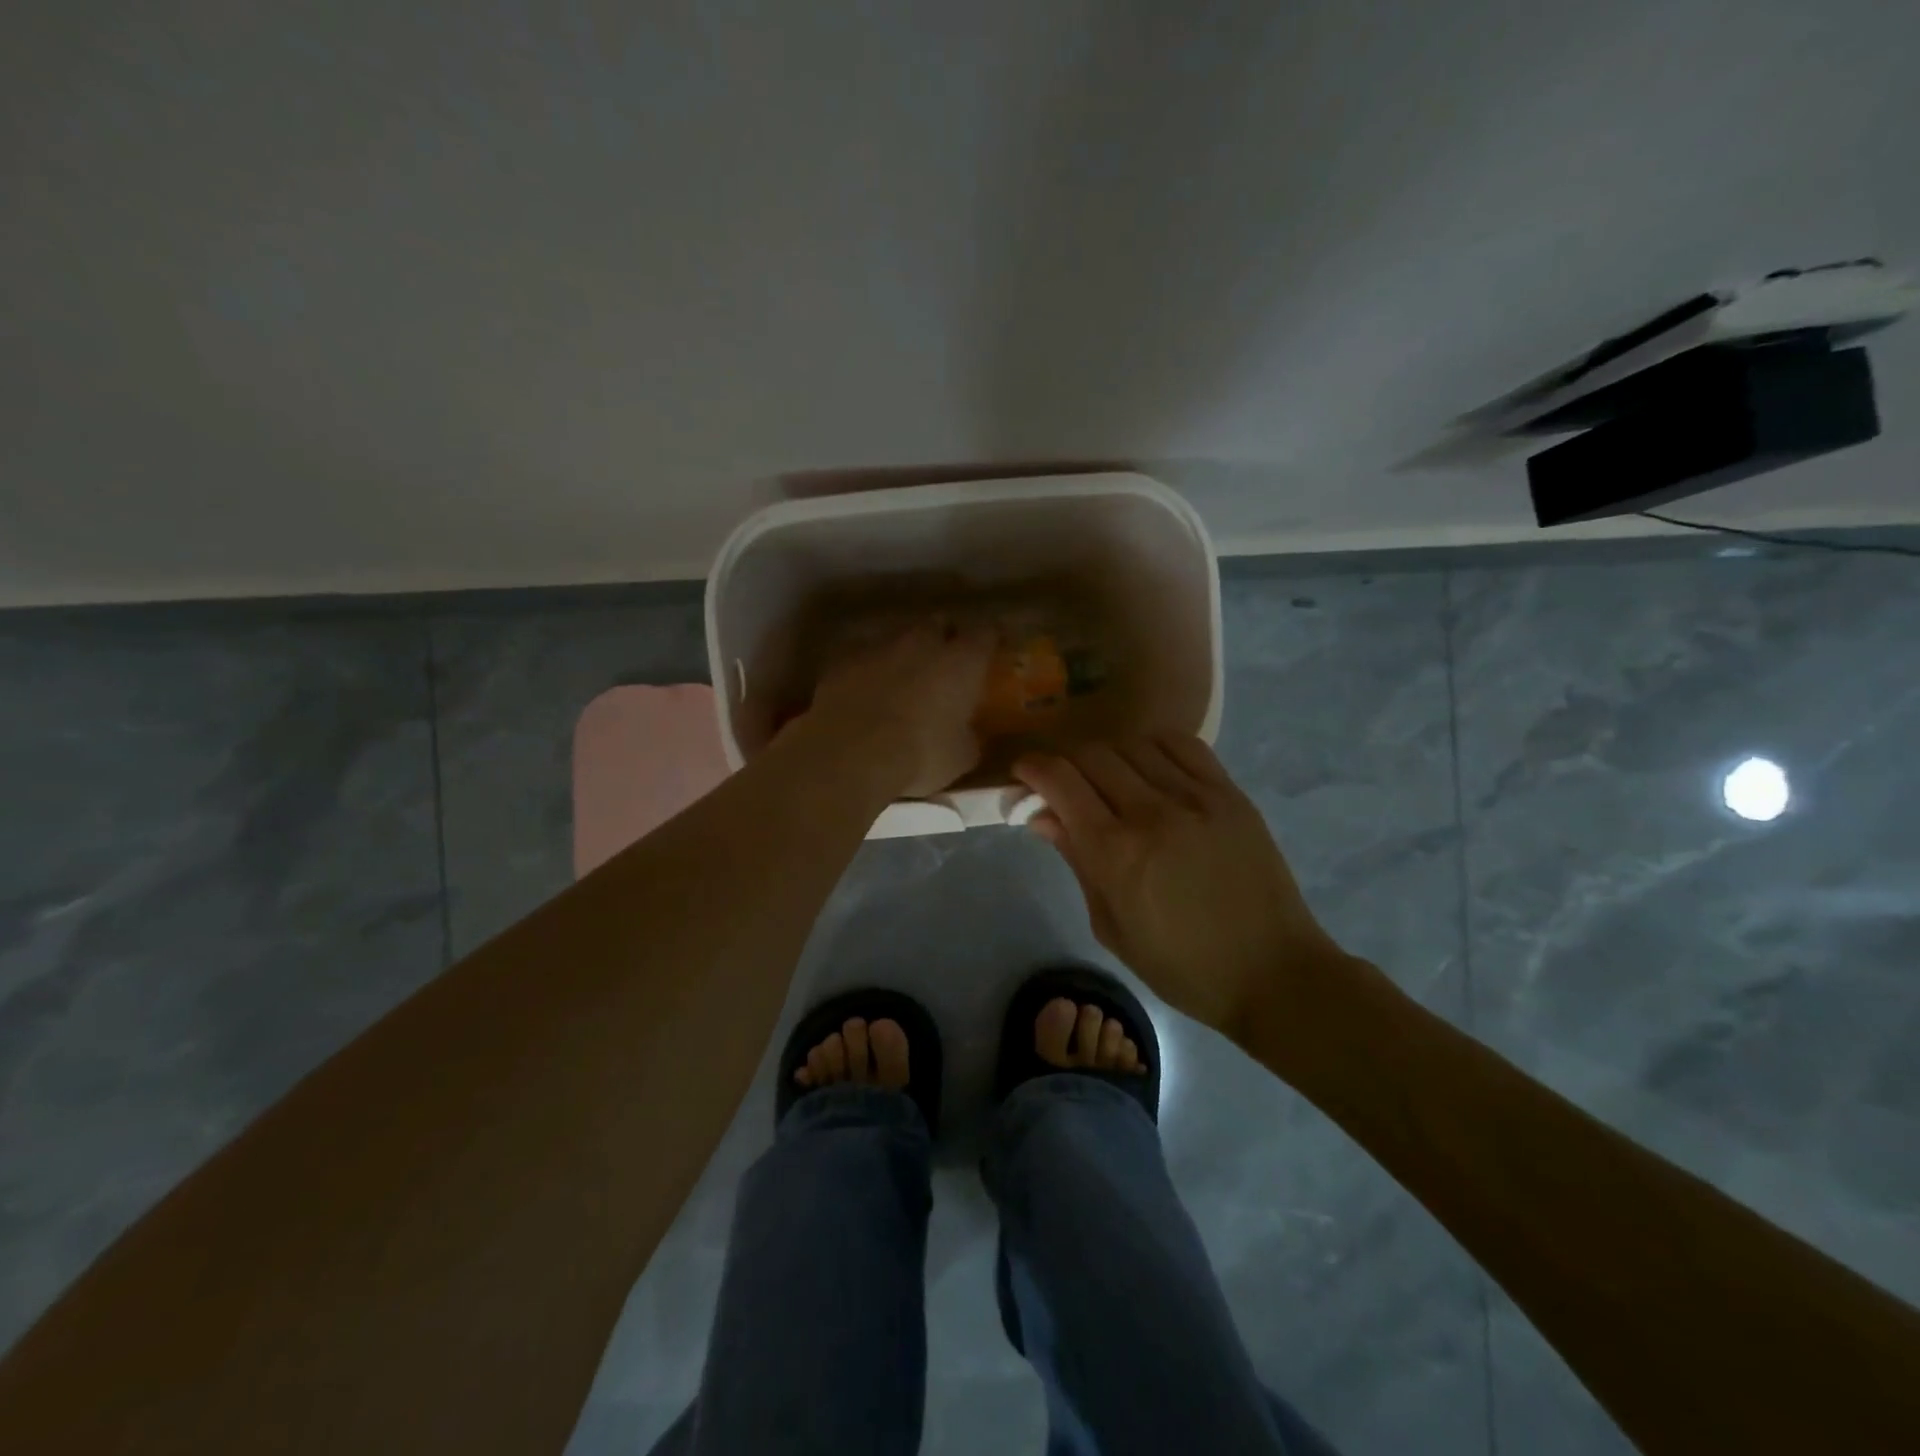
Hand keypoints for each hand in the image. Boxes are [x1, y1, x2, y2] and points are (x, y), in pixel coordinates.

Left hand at [807, 618, 995, 797]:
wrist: (850, 753)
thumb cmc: (920, 754)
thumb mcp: (960, 757)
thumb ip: (968, 737)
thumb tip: (967, 735)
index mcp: (961, 661)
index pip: (985, 633)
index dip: (988, 641)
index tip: (988, 651)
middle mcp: (922, 642)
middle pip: (938, 624)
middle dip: (942, 639)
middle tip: (943, 664)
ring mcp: (879, 646)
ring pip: (897, 638)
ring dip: (903, 654)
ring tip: (900, 682)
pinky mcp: (842, 660)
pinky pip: (862, 658)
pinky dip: (867, 671)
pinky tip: (864, 695)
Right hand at [1014, 735, 1352, 1039]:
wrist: (1272, 972)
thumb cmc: (1181, 966)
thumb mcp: (1111, 926)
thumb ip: (1076, 861)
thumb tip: (1041, 815)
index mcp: (1115, 853)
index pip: (1060, 781)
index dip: (1032, 769)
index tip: (1024, 775)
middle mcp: (1151, 812)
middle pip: (1090, 755)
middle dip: (1065, 763)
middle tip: (1063, 785)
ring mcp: (1195, 797)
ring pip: (1131, 744)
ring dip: (1107, 756)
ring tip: (1109, 780)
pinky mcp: (1229, 793)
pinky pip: (1181, 745)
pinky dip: (1153, 747)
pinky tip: (1149, 767)